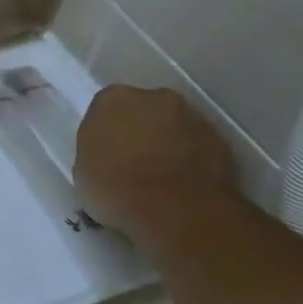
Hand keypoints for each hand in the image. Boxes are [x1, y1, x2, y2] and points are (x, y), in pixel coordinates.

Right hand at [74, 86, 238, 246]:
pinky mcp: (218, 137)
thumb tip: (109, 155)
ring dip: (167, 144)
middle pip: (143, 110)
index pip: (104, 109)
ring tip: (160, 179)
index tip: (105, 156)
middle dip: (139, 131)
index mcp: (112, 99)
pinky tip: (182, 185)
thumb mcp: (83, 172)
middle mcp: (153, 96)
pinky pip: (196, 145)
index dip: (105, 134)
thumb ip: (96, 152)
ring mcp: (191, 114)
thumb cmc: (115, 188)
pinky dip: (190, 159)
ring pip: (173, 126)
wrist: (174, 207)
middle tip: (132, 164)